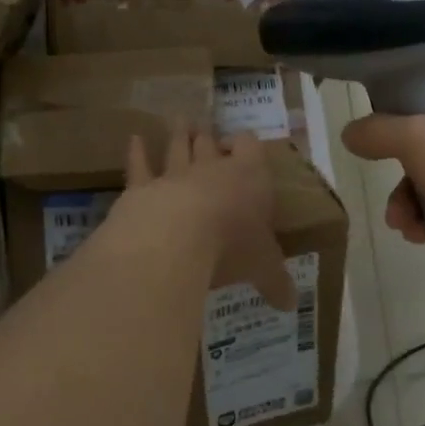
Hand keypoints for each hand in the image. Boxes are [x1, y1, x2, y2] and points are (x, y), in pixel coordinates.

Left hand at [119, 126, 297, 310]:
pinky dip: (136, 152)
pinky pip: (139, 166)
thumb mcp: (263, 268)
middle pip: (210, 144)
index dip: (246, 144)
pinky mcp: (142, 188)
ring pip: (177, 148)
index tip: (242, 147)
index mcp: (249, 178)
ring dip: (179, 135)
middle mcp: (212, 170)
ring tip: (180, 121)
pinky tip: (133, 139)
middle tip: (205, 128)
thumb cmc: (232, 246)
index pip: (250, 148)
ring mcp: (174, 175)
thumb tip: (291, 304)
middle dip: (209, 137)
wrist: (177, 237)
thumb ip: (276, 282)